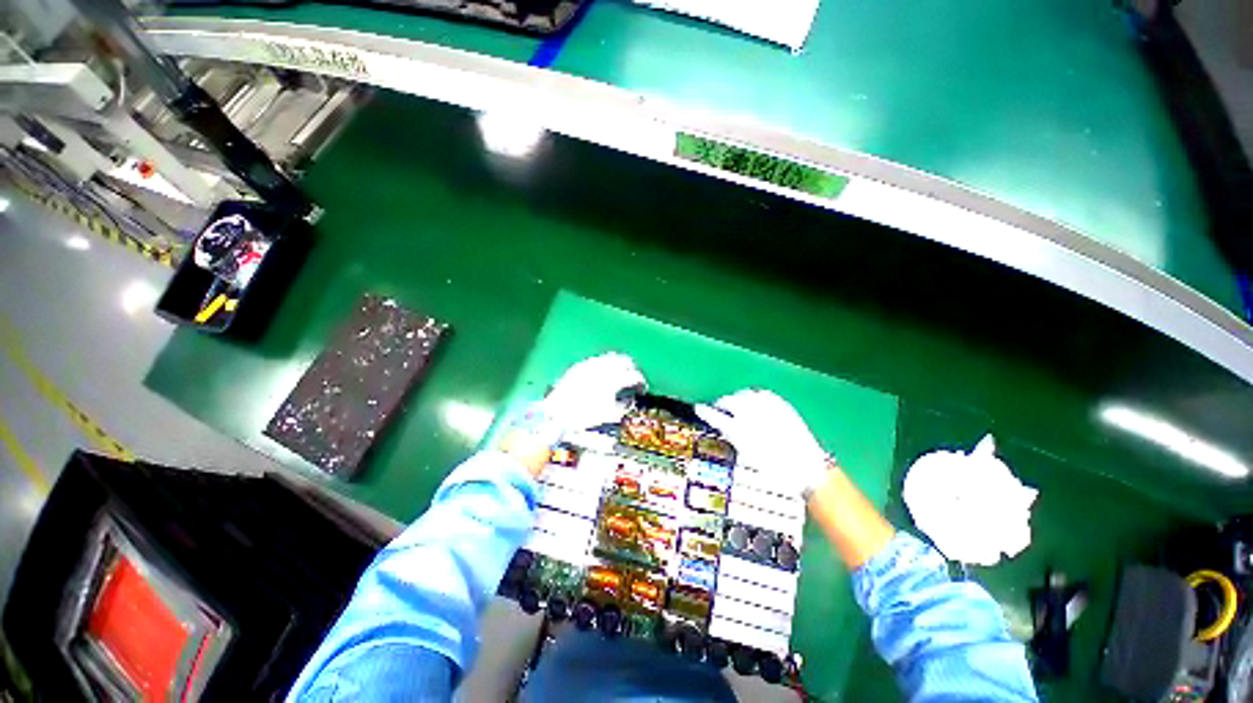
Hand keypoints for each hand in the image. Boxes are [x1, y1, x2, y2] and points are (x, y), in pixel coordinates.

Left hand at [515, 353, 645, 448]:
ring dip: (619, 364)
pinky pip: (597, 359)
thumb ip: (623, 406)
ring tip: (621, 372)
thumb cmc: (583, 417)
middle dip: (632, 369)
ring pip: (611, 357)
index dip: (641, 382)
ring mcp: (590, 364)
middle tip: (634, 377)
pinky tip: (604, 371)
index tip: (642, 388)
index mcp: (612, 380)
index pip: (634, 376)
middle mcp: (603, 368)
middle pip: (624, 361)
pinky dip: (605, 364)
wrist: (555, 413)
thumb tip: (631, 400)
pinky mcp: (580, 365)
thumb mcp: (608, 415)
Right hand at [696, 389, 828, 496]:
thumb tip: (724, 425)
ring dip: (737, 399)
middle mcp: (751, 414)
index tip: (699, 408)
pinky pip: (761, 394)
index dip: (705, 412)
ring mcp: (767, 406)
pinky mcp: (780, 403)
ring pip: (744, 394)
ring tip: (737, 406)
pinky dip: (754, 397)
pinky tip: (755, 403)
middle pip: (728, 401)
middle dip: (722, 404)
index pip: (715, 416)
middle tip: (719, 409)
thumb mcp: (747, 453)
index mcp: (740, 429)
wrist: (807, 467)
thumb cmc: (774, 468)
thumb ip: (733, 435)